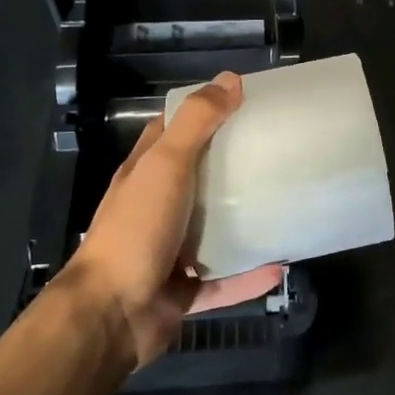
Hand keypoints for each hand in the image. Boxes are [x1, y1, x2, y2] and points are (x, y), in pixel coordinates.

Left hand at [69, 71, 283, 368]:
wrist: (111, 315)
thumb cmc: (137, 229)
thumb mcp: (166, 165)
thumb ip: (196, 123)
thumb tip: (230, 79)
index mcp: (144, 174)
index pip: (171, 131)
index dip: (202, 113)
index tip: (242, 103)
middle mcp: (155, 208)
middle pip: (196, 179)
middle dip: (231, 165)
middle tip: (275, 151)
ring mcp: (168, 251)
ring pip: (211, 231)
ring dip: (243, 222)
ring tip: (282, 205)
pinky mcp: (183, 291)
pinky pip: (224, 281)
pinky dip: (249, 276)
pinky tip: (281, 265)